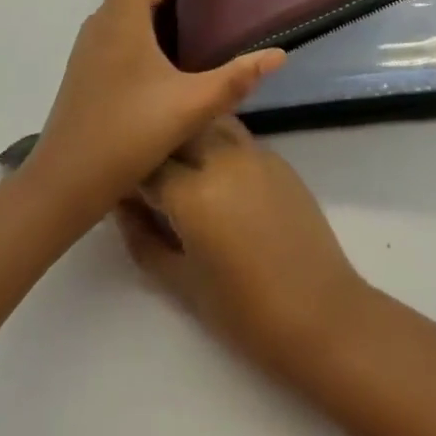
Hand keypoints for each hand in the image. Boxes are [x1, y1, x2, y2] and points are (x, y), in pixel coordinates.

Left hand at [25, 0, 285, 222]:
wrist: (61, 184)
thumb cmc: (122, 139)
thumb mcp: (187, 109)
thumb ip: (234, 81)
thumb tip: (279, 55)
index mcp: (123, 19)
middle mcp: (107, 19)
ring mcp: (98, 39)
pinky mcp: (97, 57)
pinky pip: (126, 6)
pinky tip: (157, 3)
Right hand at [117, 117, 368, 374]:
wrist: (320, 313)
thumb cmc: (244, 312)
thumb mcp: (179, 283)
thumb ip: (142, 239)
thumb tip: (122, 207)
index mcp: (194, 191)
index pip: (146, 164)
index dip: (126, 173)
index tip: (115, 184)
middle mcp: (223, 158)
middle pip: (178, 129)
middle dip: (158, 145)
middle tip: (146, 173)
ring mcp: (254, 152)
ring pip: (210, 122)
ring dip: (189, 136)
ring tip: (179, 166)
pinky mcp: (277, 158)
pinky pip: (237, 137)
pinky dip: (217, 144)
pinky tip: (215, 175)